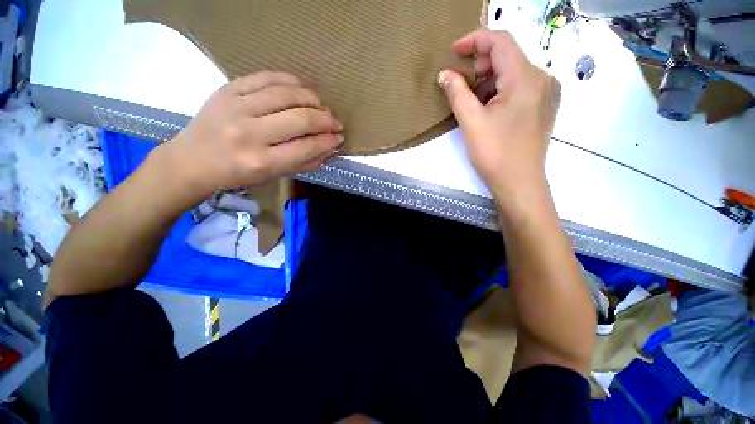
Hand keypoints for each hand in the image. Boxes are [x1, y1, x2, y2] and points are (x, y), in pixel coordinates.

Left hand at [160, 71, 343, 201]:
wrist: (193, 160)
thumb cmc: (238, 174)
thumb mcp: (274, 176)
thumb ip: (305, 162)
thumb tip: (331, 149)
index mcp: (262, 162)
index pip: (306, 147)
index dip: (328, 141)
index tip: (339, 137)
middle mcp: (250, 134)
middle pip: (300, 119)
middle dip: (326, 120)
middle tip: (336, 122)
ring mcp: (236, 107)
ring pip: (286, 95)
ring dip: (312, 99)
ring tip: (322, 106)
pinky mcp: (227, 89)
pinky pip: (266, 77)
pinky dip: (290, 81)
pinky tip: (302, 88)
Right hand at [438, 30, 560, 200]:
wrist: (519, 183)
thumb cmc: (495, 153)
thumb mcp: (471, 122)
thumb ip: (457, 93)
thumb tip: (445, 74)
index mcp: (526, 78)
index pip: (501, 41)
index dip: (475, 40)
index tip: (454, 51)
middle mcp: (542, 78)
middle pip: (508, 56)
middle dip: (480, 65)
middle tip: (460, 85)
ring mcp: (546, 93)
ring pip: (512, 73)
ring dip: (488, 81)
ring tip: (472, 103)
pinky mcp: (543, 106)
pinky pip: (519, 87)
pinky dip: (499, 91)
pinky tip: (488, 109)